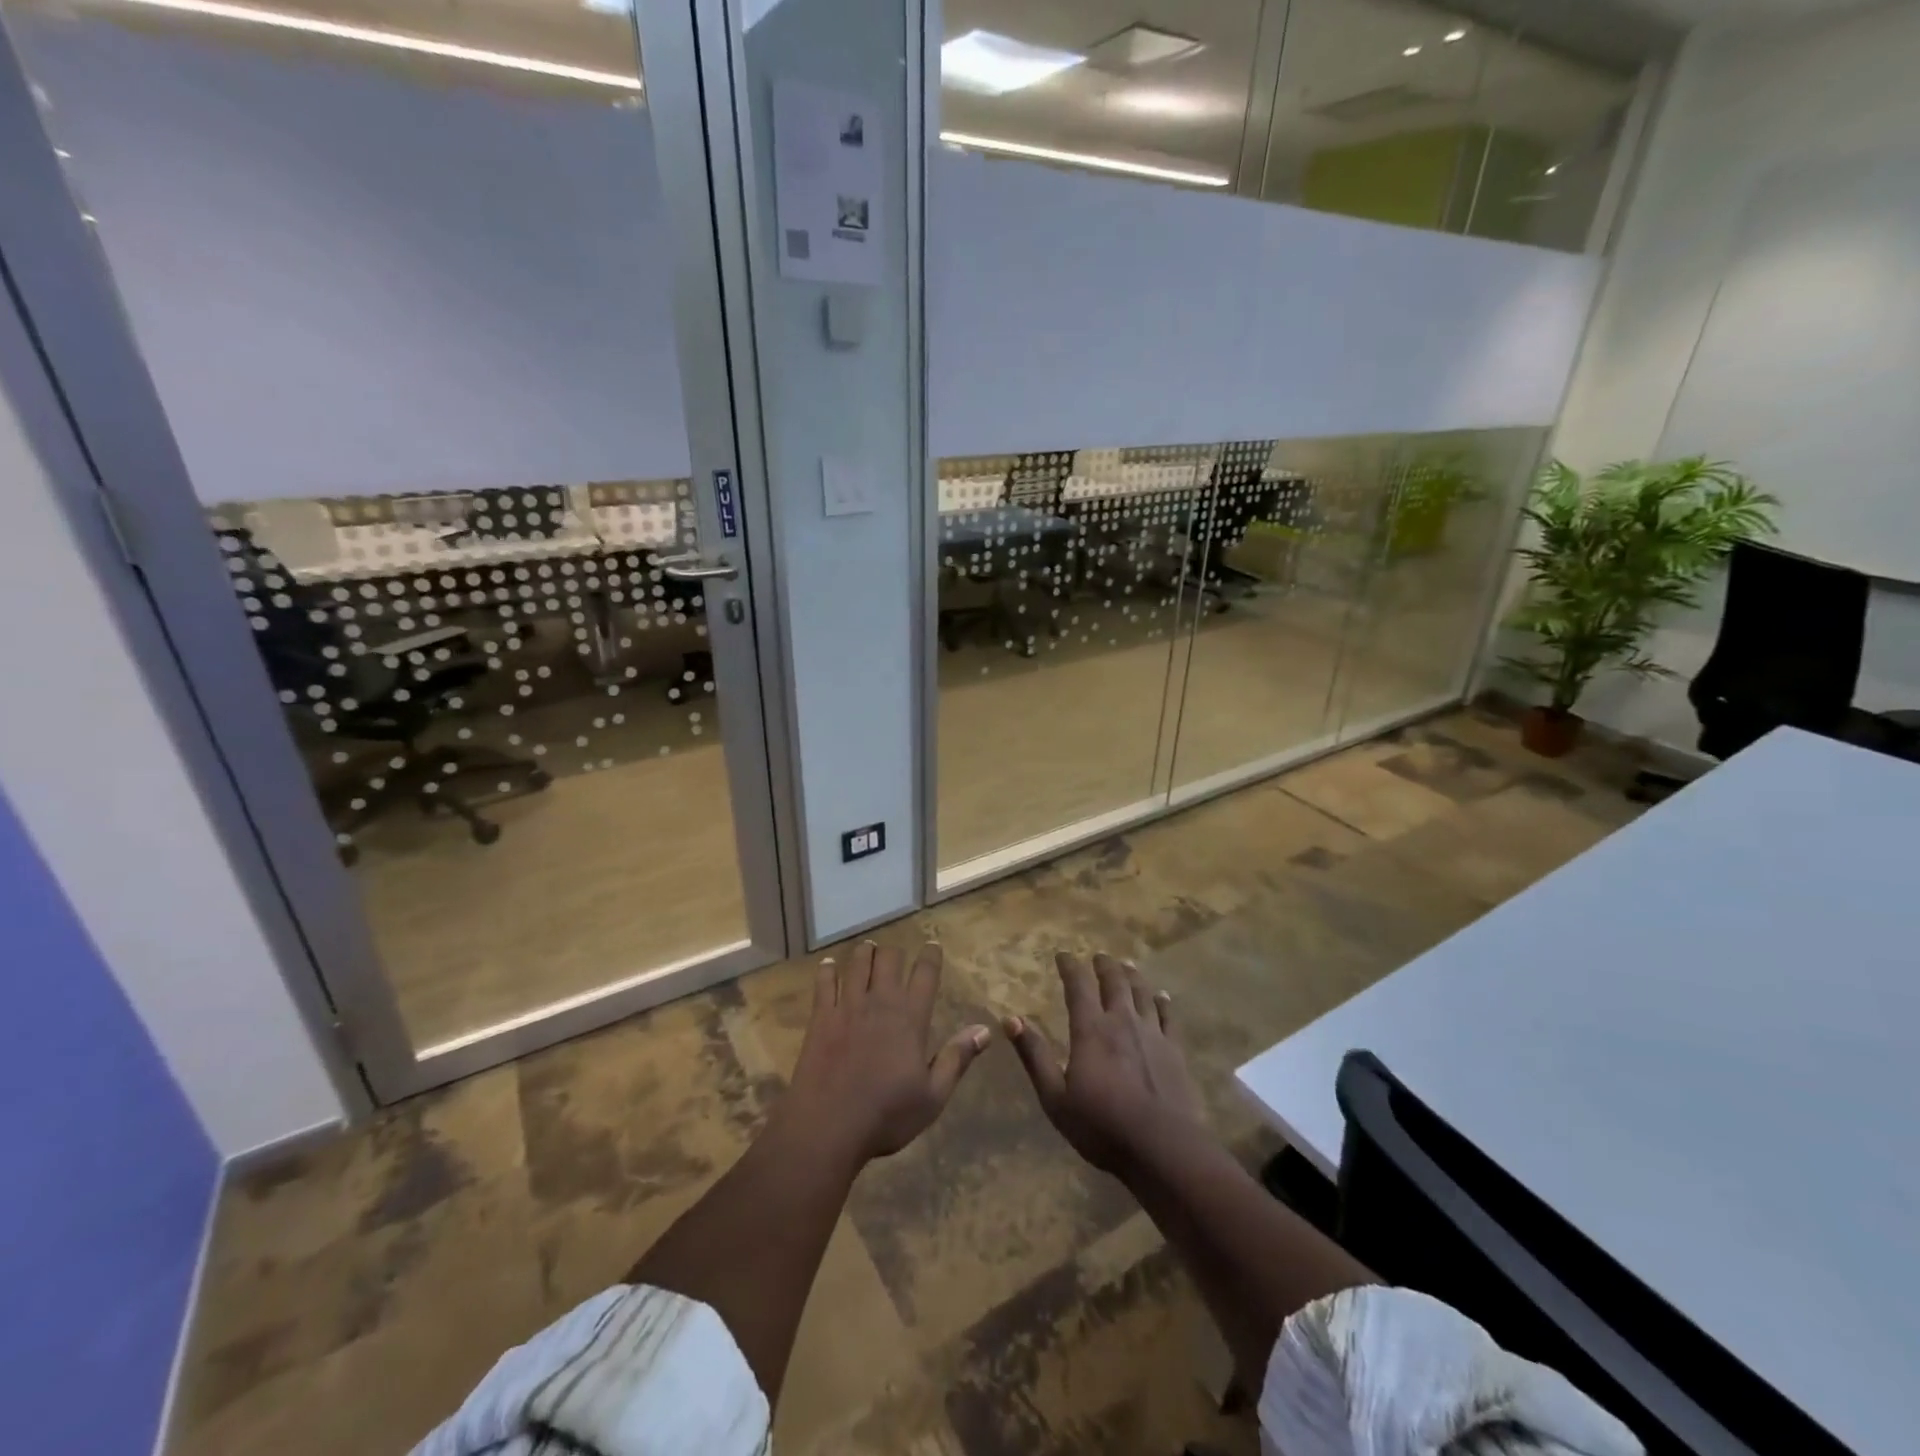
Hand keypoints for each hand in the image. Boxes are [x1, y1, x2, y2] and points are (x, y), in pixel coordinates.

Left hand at [783, 941, 990, 1164]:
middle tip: (896, 955)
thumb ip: (957, 1058)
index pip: (926, 974)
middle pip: (889, 959)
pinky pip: (824, 983)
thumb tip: (985, 1030)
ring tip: (869, 949)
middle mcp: (881, 1002)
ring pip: (858, 963)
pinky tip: (829, 965)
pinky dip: (828, 970)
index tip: (933, 946)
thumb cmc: (886, 1115)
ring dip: (865, 953)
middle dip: (895, 953)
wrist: (828, 1126)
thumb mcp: (933, 1095)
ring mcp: (848, 1006)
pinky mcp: (821, 1017)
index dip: (931, 956)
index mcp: (911, 1018)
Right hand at [1005, 952, 1206, 1178]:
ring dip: (1132, 975)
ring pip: (1142, 993)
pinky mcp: (1175, 1050)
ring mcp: (1152, 1034)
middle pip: (1114, 982)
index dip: (1070, 967)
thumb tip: (1010, 1019)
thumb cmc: (1102, 1126)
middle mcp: (1122, 1022)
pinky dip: (1163, 1001)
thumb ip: (1034, 1056)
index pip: (1078, 986)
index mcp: (1091, 1030)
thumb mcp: (1055, 1097)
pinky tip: (1161, 995)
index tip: (1063, 955)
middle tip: (1098, 956)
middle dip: (1104, 965)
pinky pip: (1168, 1016)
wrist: (1162, 1148)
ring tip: (1127, 965)